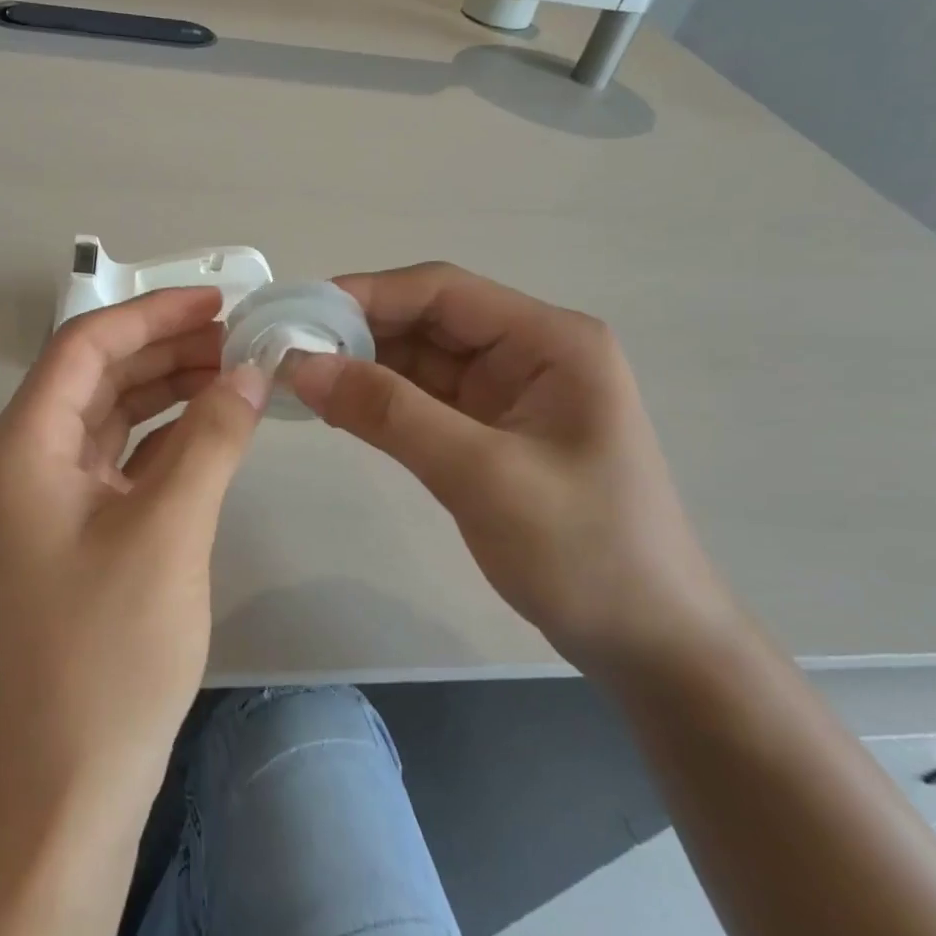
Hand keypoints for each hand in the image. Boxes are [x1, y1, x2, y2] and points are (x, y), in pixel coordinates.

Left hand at [0, 288, 265, 802]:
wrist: (68, 780)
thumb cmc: (109, 651)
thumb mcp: (169, 529)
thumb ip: (211, 437)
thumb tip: (252, 370)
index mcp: (21, 446)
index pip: (84, 346)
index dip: (152, 314)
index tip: (218, 302)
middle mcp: (22, 460)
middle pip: (96, 376)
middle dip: (165, 348)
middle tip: (238, 337)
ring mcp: (45, 497)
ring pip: (109, 416)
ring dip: (167, 389)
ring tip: (234, 371)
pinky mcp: (71, 529)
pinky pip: (119, 459)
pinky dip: (164, 437)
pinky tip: (211, 427)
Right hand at [286, 263, 738, 678]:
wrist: (649, 644)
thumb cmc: (584, 551)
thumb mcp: (482, 475)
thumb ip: (390, 414)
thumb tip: (301, 365)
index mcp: (549, 341)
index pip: (443, 291)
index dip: (367, 294)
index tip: (299, 314)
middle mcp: (530, 352)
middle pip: (428, 320)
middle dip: (359, 332)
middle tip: (287, 351)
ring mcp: (510, 393)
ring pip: (421, 360)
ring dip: (364, 367)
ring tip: (298, 379)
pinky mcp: (492, 431)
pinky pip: (425, 399)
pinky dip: (381, 402)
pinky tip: (337, 408)